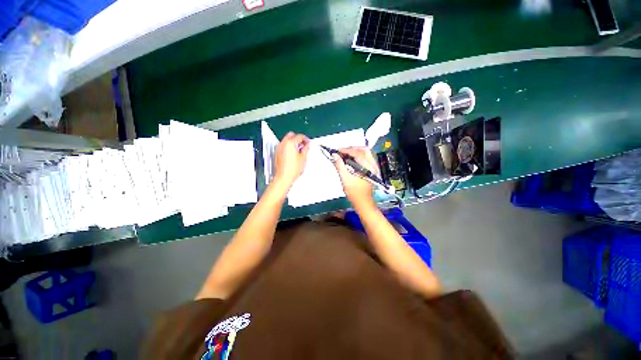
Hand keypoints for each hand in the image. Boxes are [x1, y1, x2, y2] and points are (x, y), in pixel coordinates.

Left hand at [273, 132, 309, 187]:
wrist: (284, 177)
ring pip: (287, 139)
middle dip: (298, 138)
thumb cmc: (292, 169)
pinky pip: (283, 145)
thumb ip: (306, 149)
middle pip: (291, 135)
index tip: (308, 142)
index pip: (299, 136)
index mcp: (290, 143)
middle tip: (303, 144)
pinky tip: (293, 153)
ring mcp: (279, 148)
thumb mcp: (303, 158)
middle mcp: (283, 144)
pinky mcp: (277, 153)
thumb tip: (307, 145)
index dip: (306, 139)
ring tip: (299, 149)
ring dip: (293, 142)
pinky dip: (289, 146)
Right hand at [332, 147, 378, 206]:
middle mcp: (373, 165)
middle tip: (342, 152)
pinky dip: (358, 156)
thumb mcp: (345, 178)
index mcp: (368, 167)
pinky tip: (351, 159)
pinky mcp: (372, 169)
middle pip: (364, 150)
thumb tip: (335, 155)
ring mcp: (374, 167)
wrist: (363, 202)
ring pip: (366, 153)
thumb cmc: (354, 192)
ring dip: (355, 151)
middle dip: (352, 149)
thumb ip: (340, 165)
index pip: (357, 153)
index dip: (347, 150)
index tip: (337, 151)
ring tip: (345, 155)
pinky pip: (366, 157)